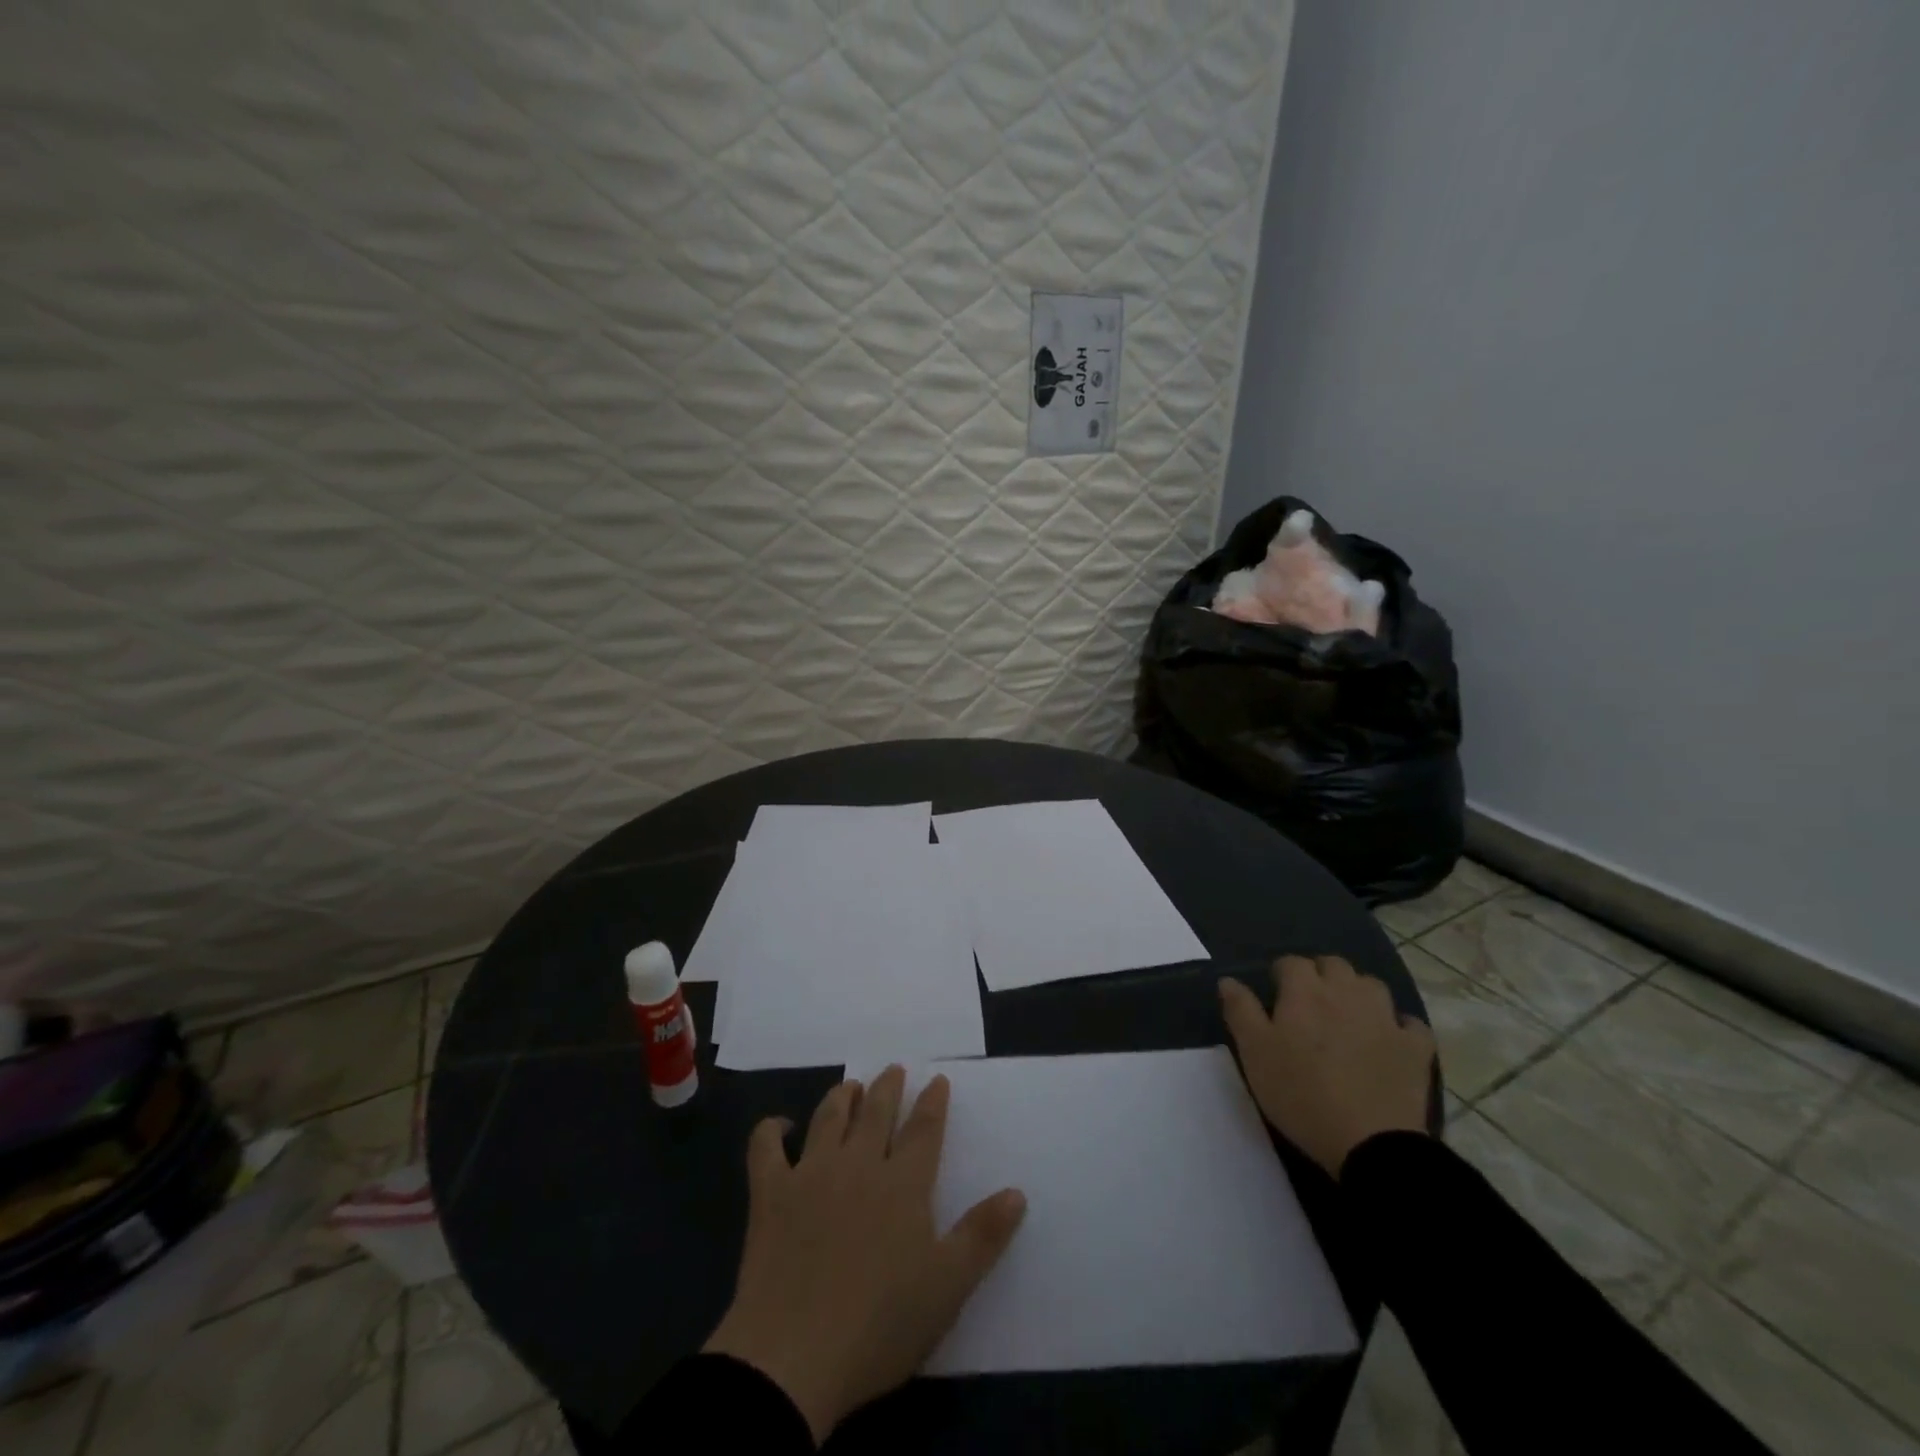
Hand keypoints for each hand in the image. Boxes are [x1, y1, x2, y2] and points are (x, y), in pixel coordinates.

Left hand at [704, 1067, 1027, 1442]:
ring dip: (843, 1096)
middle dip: (888, 1087)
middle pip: (877, 1112)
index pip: (924, 1130)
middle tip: (894, 1070)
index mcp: (903, 1185)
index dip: (933, 1103)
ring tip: (851, 1086)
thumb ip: (983, 1236)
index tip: (937, 1080)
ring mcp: (810, 1173)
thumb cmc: (879, 1326)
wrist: (792, 1357)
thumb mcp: (947, 1288)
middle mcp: (858, 1164)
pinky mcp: (770, 1193)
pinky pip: (765, 1147)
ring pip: (829, 1117)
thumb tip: (1017, 1191)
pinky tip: (781, 1126)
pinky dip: (771, 1129)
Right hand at [1220, 955, 1434, 1177]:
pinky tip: (1389, 1038)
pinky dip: (1398, 1025)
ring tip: (1346, 1014)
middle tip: (1308, 1001)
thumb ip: (1240, 1010)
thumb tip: (1228, 979)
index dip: (1281, 973)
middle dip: (1320, 974)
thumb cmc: (1300, 1093)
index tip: (1275, 992)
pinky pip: (1409, 1023)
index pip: (1291, 962)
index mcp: (1305, 991)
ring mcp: (1385, 1018)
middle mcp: (1346, 992)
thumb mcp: (1255, 1053)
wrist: (1370, 1143)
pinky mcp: (1415, 1048)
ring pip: (1371, 985)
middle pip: (1333, 965)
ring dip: (1357, 991)